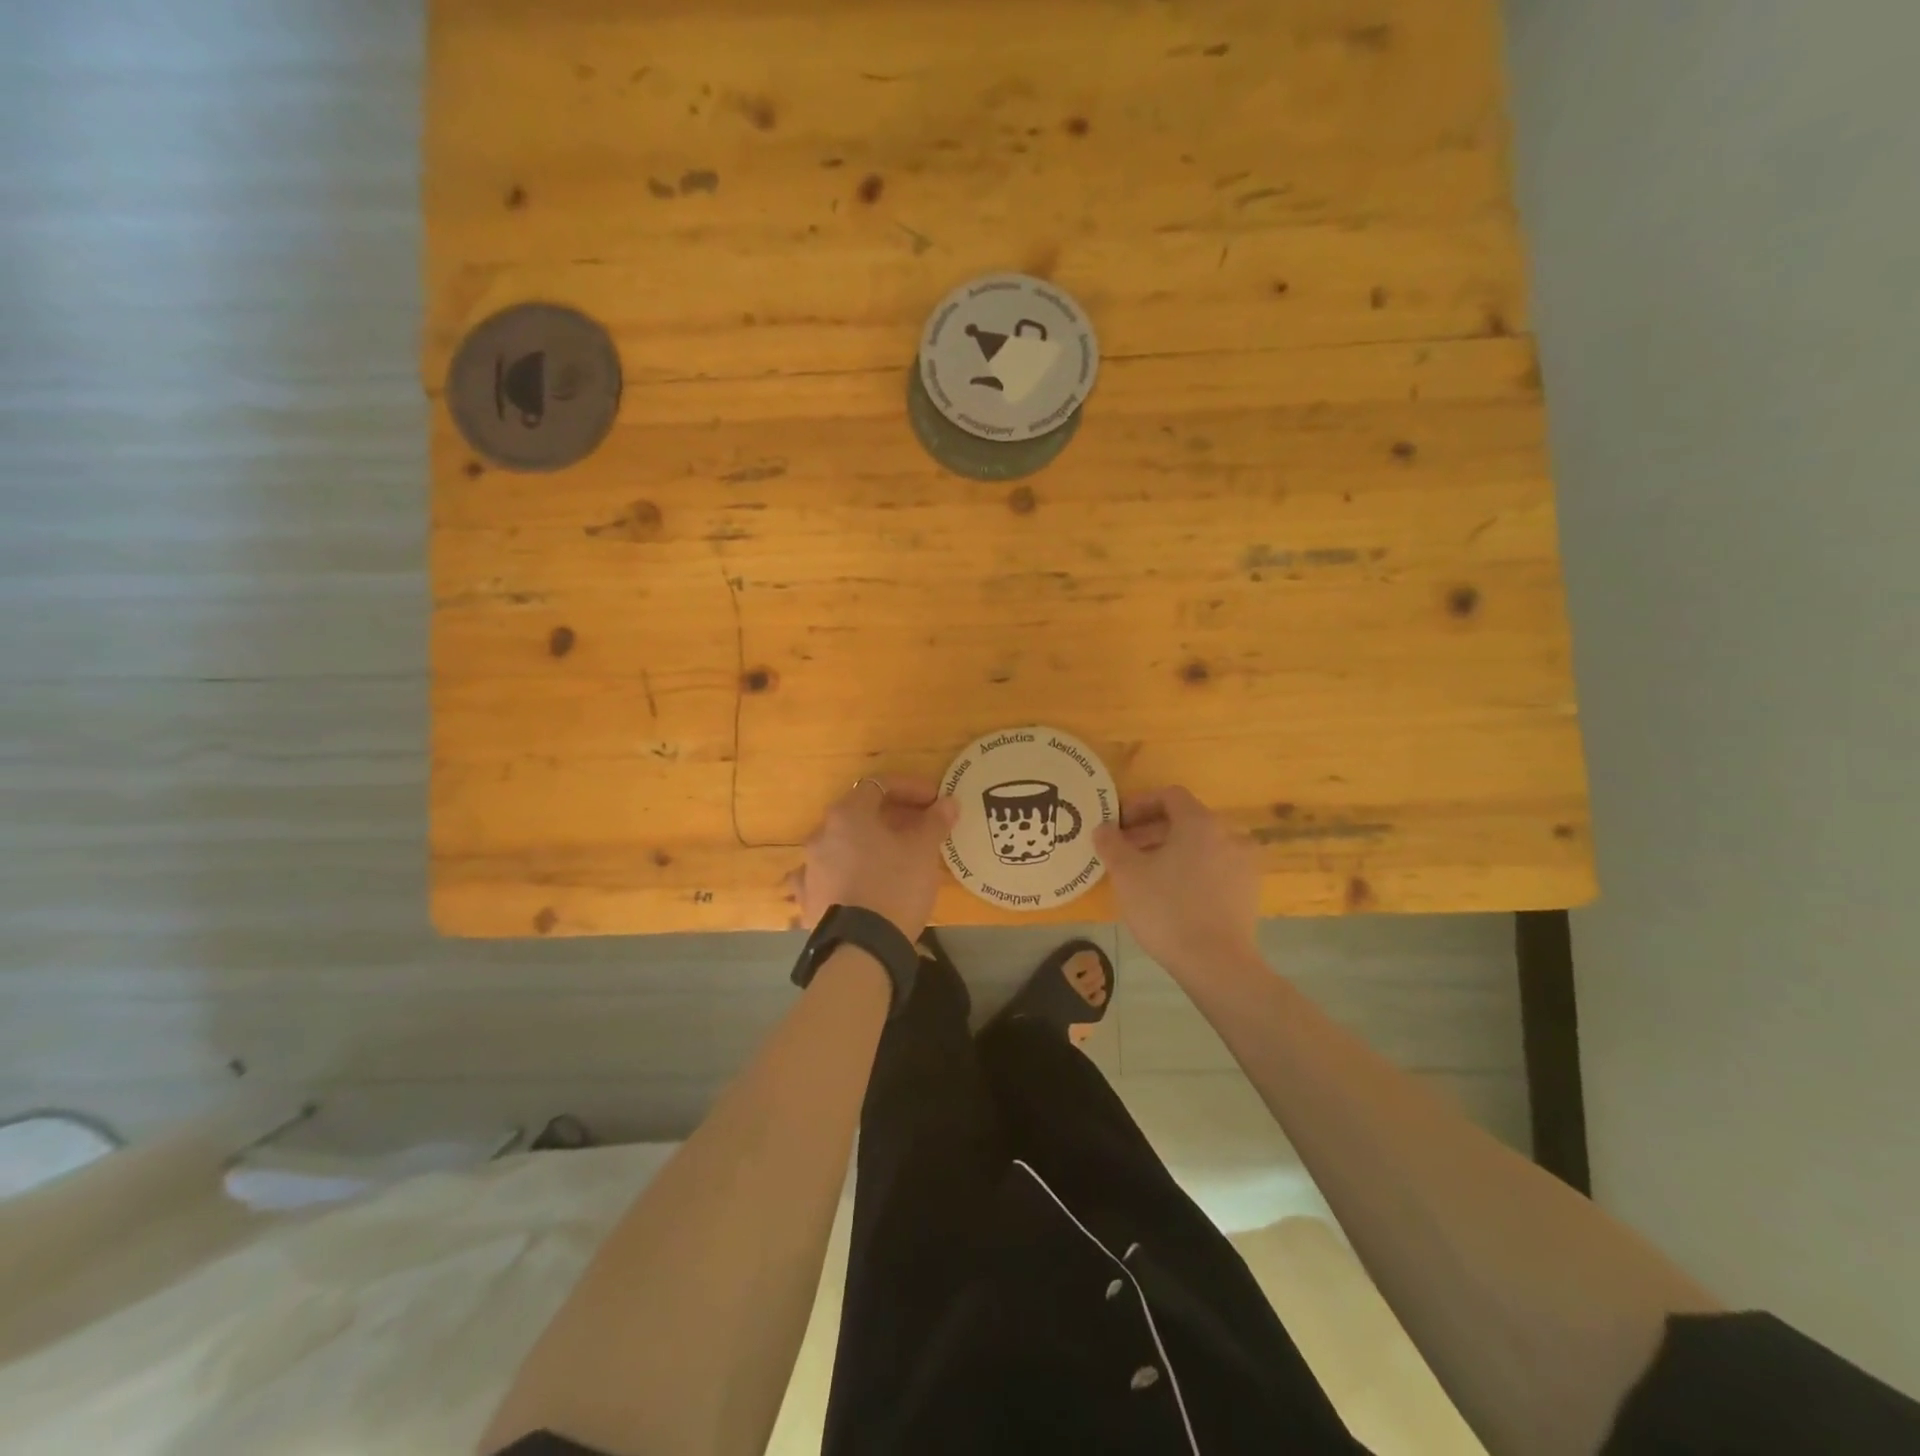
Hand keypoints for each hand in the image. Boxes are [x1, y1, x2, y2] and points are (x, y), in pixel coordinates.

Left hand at [791, 776, 959, 939]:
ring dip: (869, 844)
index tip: (935, 801)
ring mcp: (810, 868)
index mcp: (847, 815)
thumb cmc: (895, 887)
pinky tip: (859, 882)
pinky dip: (847, 873)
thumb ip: (935, 821)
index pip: (879, 785)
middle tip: (921, 828)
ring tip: (896, 858)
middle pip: (860, 814)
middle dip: (892, 816)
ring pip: (844, 845)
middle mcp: (821, 835)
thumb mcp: (923, 851)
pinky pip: (829, 875)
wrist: (862, 949)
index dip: (910, 788)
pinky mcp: (808, 899)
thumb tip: (948, 802)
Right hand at [1094, 787, 1259, 977]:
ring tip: (1145, 875)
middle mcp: (1229, 835)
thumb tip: (1103, 828)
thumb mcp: (1126, 874)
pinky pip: (1214, 869)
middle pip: (1186, 821)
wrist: (1216, 964)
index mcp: (1200, 823)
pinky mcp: (1248, 893)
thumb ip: (1111, 843)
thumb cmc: (1166, 909)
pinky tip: (1171, 895)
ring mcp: (1244, 865)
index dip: (1140, 804)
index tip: (1118, 825)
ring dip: (1171, 852)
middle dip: (1151, 831)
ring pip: (1201, 846)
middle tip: (1124, 851)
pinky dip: (1191, 871)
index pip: (1170, 796)